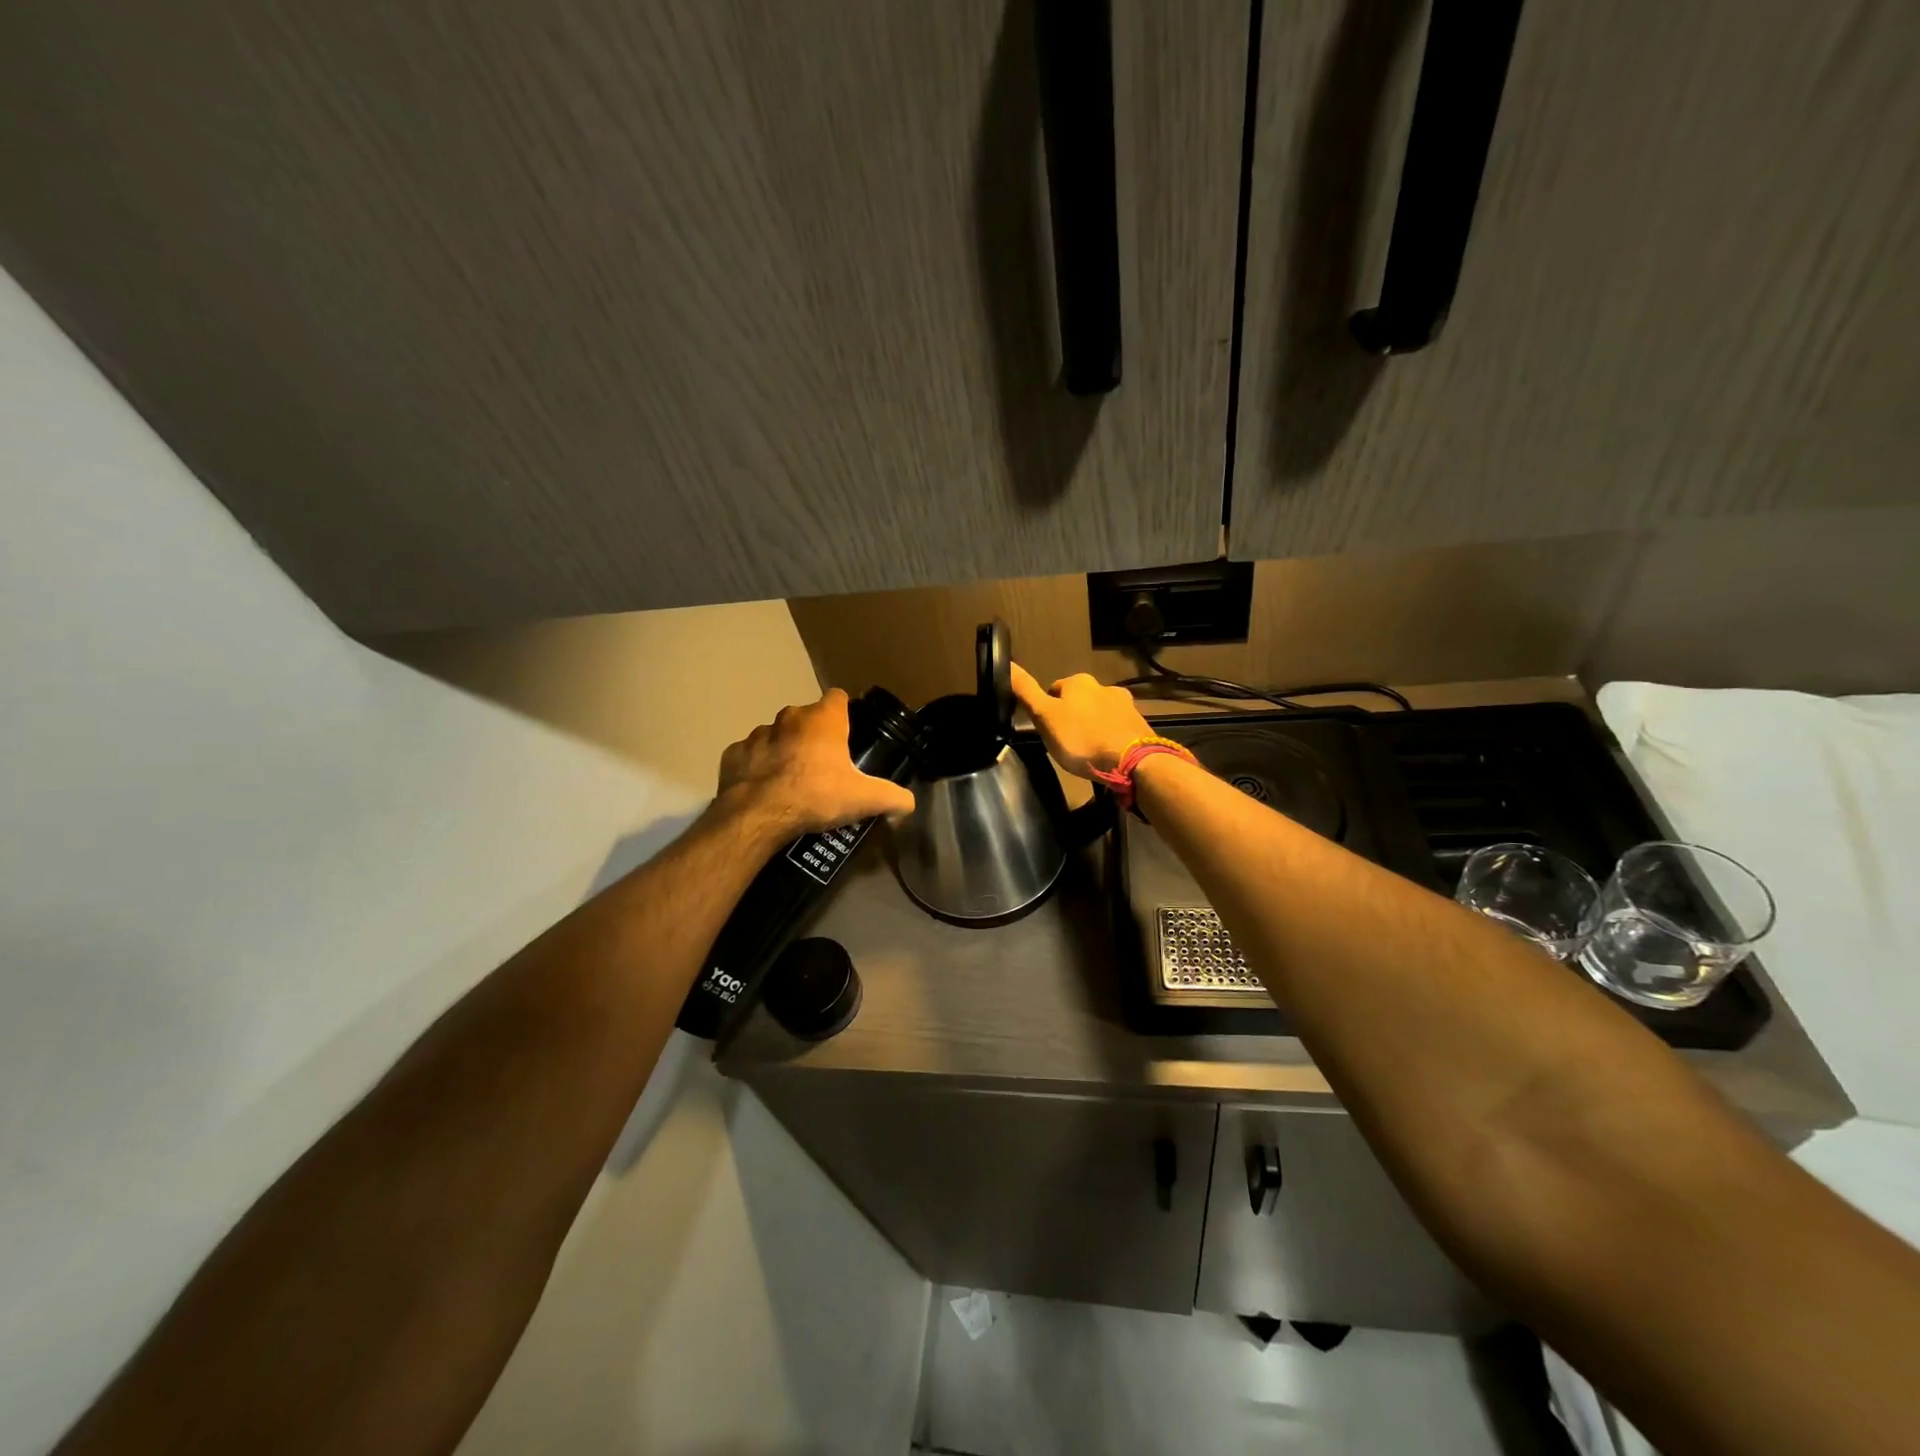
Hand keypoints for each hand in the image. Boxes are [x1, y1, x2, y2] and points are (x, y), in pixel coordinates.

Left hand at [716, 688, 916, 838]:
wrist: (757, 816)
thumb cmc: (815, 795)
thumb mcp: (864, 800)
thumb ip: (894, 798)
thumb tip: (908, 805)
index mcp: (823, 719)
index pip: (838, 698)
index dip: (845, 714)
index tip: (849, 736)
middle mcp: (789, 717)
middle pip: (807, 718)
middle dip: (815, 736)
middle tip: (825, 767)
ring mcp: (757, 734)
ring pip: (777, 735)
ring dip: (785, 750)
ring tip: (792, 781)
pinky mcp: (733, 754)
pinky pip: (750, 755)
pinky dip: (758, 767)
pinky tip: (765, 789)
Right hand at [1010, 663, 1153, 778]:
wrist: (1133, 762)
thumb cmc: (1082, 739)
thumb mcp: (1045, 717)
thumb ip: (1026, 692)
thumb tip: (1007, 662)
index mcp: (1079, 681)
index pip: (1053, 690)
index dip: (1047, 710)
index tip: (1047, 730)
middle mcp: (1104, 686)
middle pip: (1078, 701)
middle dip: (1072, 717)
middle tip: (1066, 743)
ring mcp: (1125, 705)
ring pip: (1099, 713)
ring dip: (1092, 727)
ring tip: (1087, 751)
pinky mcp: (1139, 724)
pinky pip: (1117, 728)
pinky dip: (1110, 737)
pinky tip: (1106, 754)